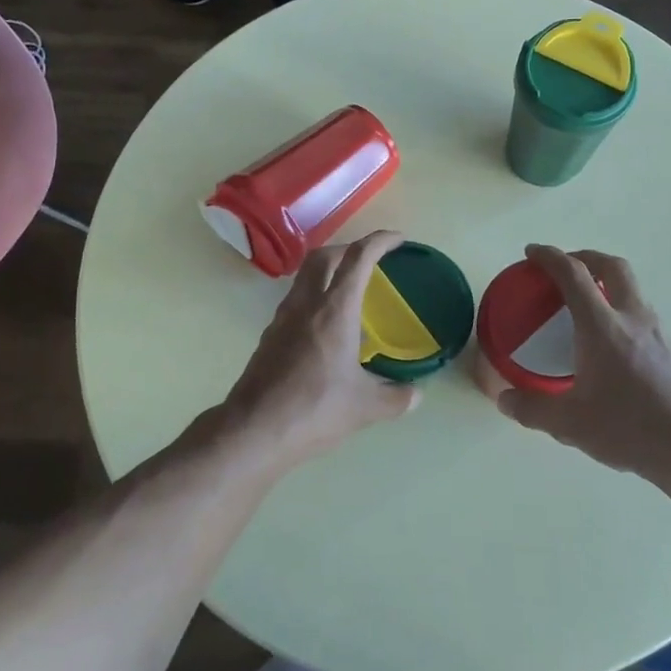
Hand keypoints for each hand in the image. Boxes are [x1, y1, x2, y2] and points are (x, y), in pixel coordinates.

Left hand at [214, 231, 419, 474]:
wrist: (254, 430)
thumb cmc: (315, 409)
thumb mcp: (365, 407)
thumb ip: (396, 398)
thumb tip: (416, 395)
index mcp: (335, 309)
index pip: (358, 258)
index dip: (380, 241)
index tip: (398, 240)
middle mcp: (306, 304)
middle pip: (324, 255)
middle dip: (349, 248)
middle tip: (370, 260)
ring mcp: (282, 318)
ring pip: (304, 276)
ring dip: (327, 271)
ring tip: (349, 290)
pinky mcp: (269, 336)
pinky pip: (295, 301)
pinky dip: (313, 297)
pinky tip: (326, 327)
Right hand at [497, 245, 670, 497]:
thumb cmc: (629, 429)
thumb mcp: (570, 424)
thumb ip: (532, 409)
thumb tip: (504, 399)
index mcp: (602, 327)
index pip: (573, 275)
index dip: (550, 257)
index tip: (531, 252)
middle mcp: (632, 318)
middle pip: (611, 266)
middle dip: (585, 257)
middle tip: (563, 267)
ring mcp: (656, 331)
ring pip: (631, 286)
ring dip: (605, 280)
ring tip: (583, 300)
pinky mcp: (670, 348)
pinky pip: (639, 309)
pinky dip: (618, 304)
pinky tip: (608, 337)